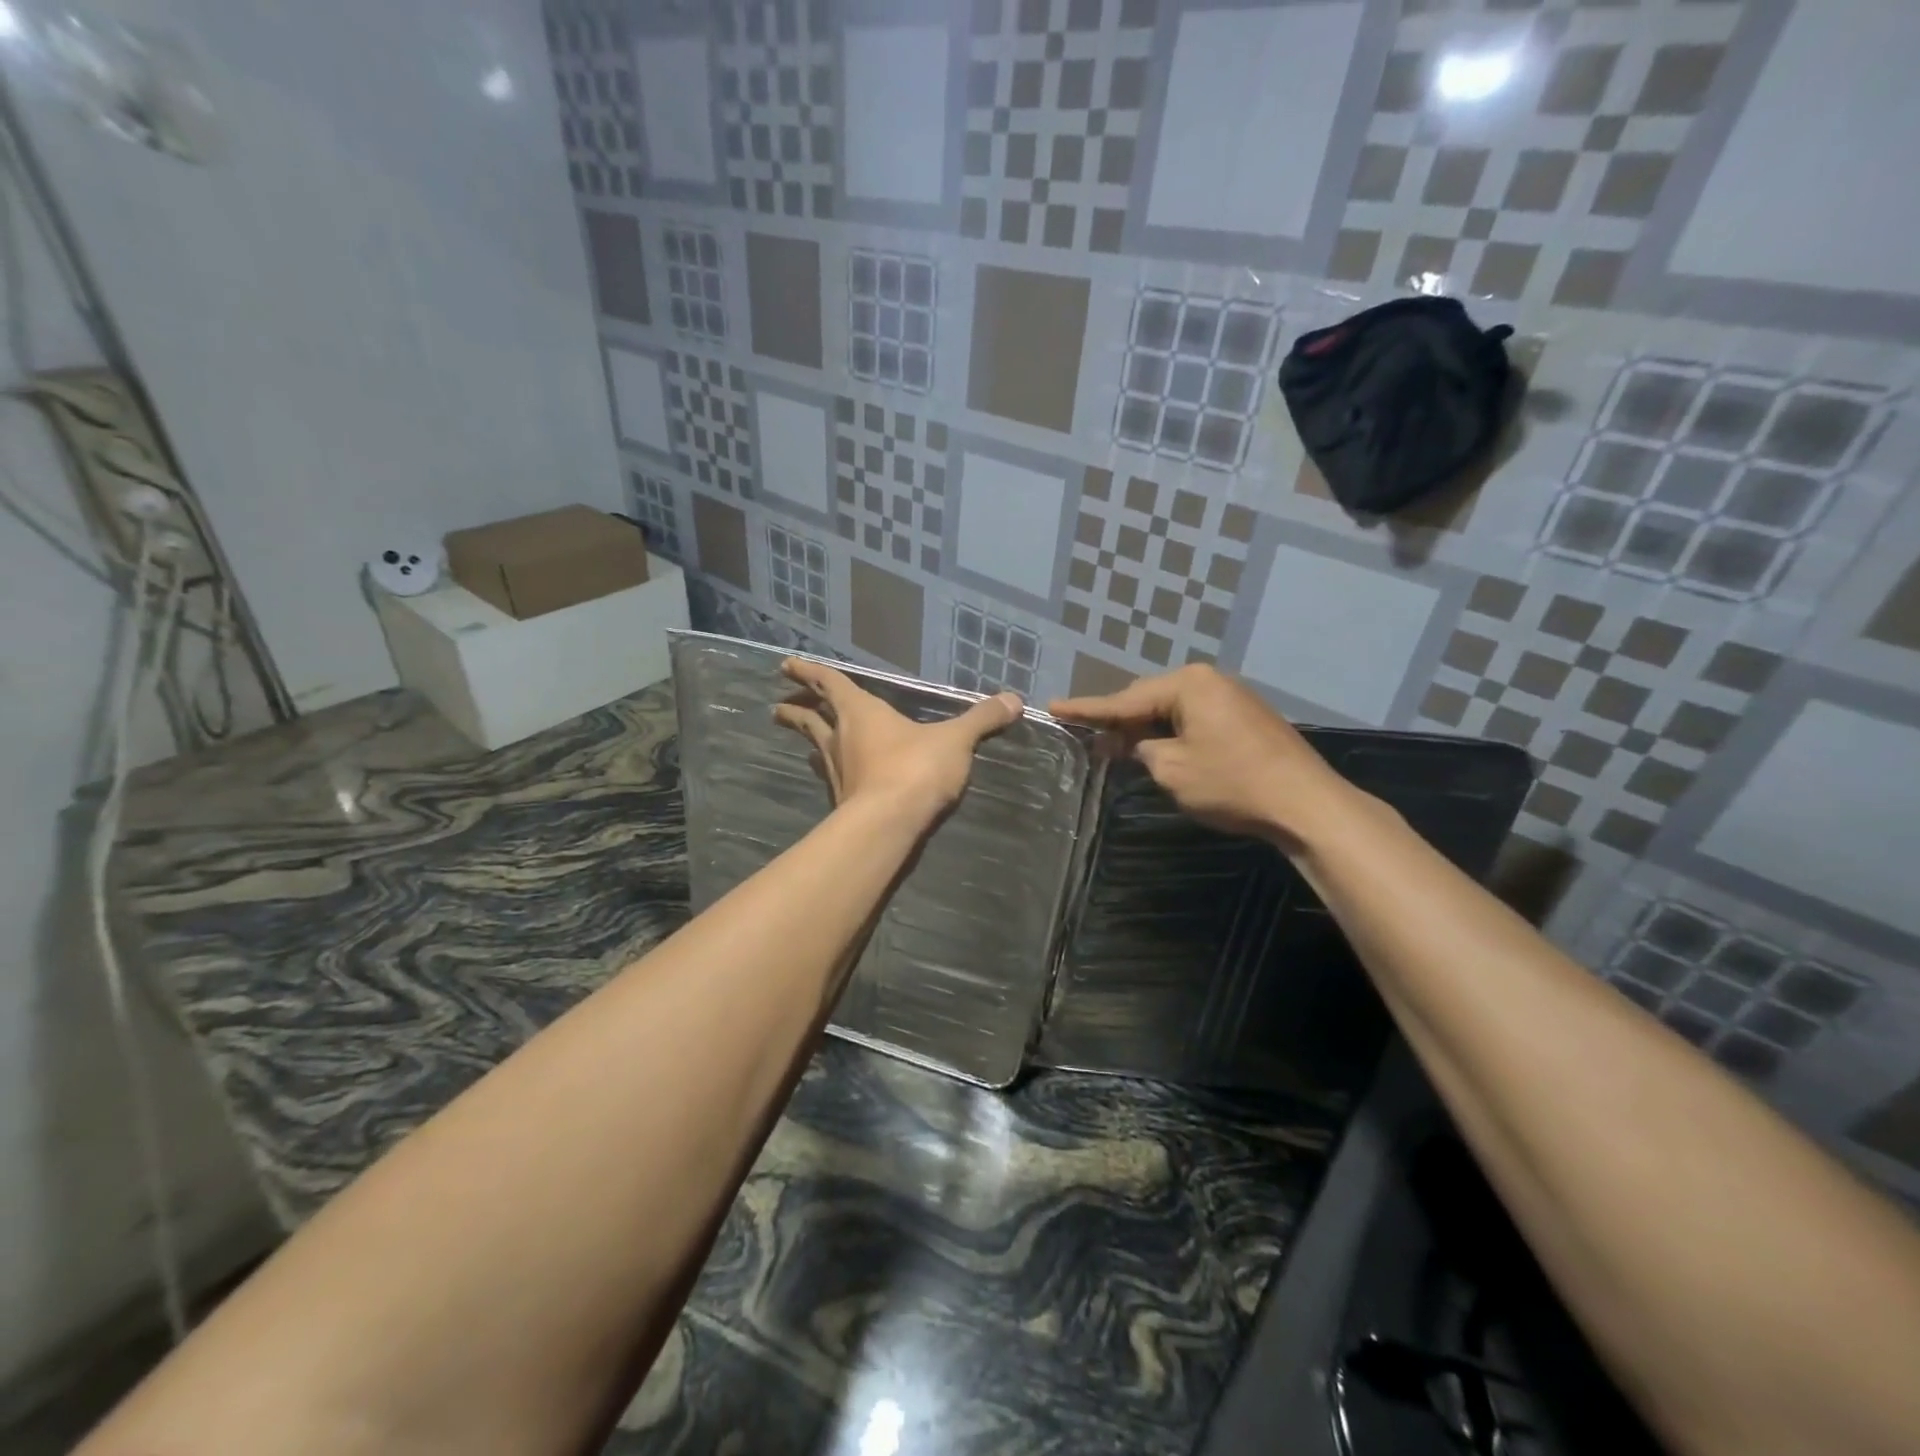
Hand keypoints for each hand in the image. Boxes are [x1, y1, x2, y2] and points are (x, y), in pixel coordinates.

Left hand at [774, 658, 1022, 821]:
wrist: (890, 825)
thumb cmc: (916, 769)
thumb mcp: (955, 740)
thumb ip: (982, 719)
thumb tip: (1014, 700)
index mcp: (861, 713)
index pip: (829, 684)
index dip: (809, 672)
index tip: (786, 665)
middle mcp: (841, 738)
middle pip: (811, 718)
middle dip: (796, 709)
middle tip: (780, 706)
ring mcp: (838, 772)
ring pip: (816, 749)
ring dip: (807, 741)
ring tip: (803, 741)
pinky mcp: (842, 802)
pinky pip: (831, 778)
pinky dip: (830, 771)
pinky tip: (836, 779)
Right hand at [1051, 665, 1353, 845]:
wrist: (1304, 802)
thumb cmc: (1231, 783)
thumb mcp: (1171, 769)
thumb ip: (1141, 750)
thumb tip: (1133, 744)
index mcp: (1188, 685)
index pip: (1124, 699)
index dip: (1086, 709)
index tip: (1053, 706)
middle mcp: (1208, 681)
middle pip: (1148, 699)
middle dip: (1118, 720)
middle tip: (1085, 735)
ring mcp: (1230, 697)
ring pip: (1171, 710)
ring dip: (1145, 729)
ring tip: (1114, 745)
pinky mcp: (1243, 718)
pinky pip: (1193, 719)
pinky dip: (1170, 733)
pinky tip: (1156, 748)